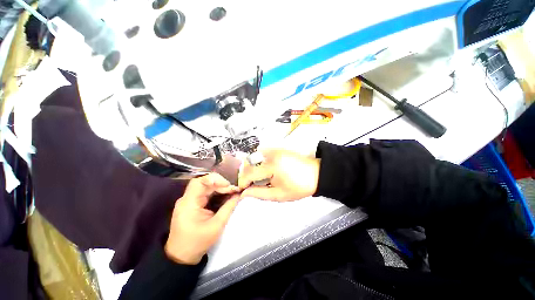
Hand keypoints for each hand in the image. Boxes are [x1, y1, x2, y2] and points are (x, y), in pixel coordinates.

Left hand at [165, 173, 239, 264]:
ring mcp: (189, 201)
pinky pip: (205, 194)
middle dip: (220, 185)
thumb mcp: (217, 225)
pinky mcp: (192, 204)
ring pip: (206, 187)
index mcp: (189, 203)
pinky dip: (216, 193)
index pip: (200, 181)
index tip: (229, 186)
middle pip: (204, 183)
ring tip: (231, 193)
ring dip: (219, 188)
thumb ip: (229, 207)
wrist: (182, 256)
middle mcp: (187, 199)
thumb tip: (239, 194)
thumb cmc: (198, 242)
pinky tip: (225, 197)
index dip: (216, 179)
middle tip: (233, 191)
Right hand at [238, 149, 319, 201]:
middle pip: (249, 163)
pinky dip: (260, 162)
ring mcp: (274, 149)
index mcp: (272, 166)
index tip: (242, 189)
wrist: (316, 174)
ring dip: (253, 168)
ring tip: (260, 178)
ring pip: (254, 157)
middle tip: (251, 185)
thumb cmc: (300, 186)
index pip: (248, 173)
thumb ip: (259, 193)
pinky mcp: (277, 148)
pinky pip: (262, 153)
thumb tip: (244, 193)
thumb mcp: (278, 195)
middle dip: (247, 175)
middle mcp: (271, 154)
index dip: (242, 182)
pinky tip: (266, 170)